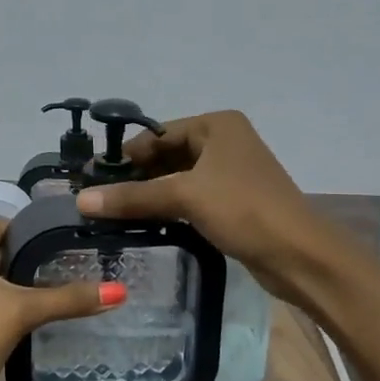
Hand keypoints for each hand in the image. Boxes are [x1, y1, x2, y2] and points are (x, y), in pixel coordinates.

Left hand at [0, 221, 119, 380]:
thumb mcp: (20, 311)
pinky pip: (1, 308)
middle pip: (2, 254)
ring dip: (32, 285)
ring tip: (78, 280)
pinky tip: (56, 311)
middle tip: (83, 257)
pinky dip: (24, 307)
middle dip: (37, 257)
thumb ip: (69, 299)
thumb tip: (120, 292)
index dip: (33, 229)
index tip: (71, 233)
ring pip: (3, 283)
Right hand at [73, 110, 335, 305]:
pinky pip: (190, 198)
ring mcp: (230, 173)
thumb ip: (133, 197)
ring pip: (178, 179)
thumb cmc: (244, 210)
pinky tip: (143, 224)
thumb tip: (80, 199)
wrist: (299, 255)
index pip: (158, 133)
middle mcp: (224, 142)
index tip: (91, 178)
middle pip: (167, 155)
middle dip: (135, 177)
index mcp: (217, 125)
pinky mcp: (233, 202)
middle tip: (97, 199)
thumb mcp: (185, 197)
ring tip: (111, 214)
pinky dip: (168, 208)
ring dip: (149, 195)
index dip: (125, 156)